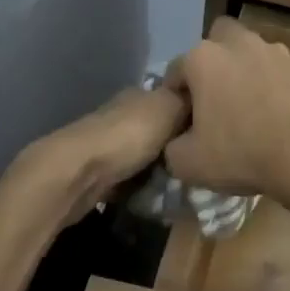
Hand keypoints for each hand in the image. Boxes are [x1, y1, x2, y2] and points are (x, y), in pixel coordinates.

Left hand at [22, 85, 187, 225]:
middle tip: (200, 164)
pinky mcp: (100, 173)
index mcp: (138, 94)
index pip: (171, 97)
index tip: (212, 133)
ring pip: (146, 155)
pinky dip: (143, 187)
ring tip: (183, 183)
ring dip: (161, 168)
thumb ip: (186, 99)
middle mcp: (122, 115)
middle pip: (159, 129)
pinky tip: (159, 195)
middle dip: (177, 145)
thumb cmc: (127, 136)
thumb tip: (202, 96)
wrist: (78, 173)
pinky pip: (132, 179)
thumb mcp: (168, 107)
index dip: (192, 113)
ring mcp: (108, 145)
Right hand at [163, 18, 289, 203]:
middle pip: (215, 43)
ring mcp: (273, 52)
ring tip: (244, 109)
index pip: (175, 72)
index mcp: (203, 58)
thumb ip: (172, 146)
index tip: (181, 123)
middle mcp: (237, 43)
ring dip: (242, 73)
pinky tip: (271, 115)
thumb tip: (179, 142)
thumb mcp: (187, 162)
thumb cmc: (241, 153)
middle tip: (213, 100)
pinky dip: (268, 87)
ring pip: (248, 54)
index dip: (175, 99)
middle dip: (211, 65)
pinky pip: (273, 73)